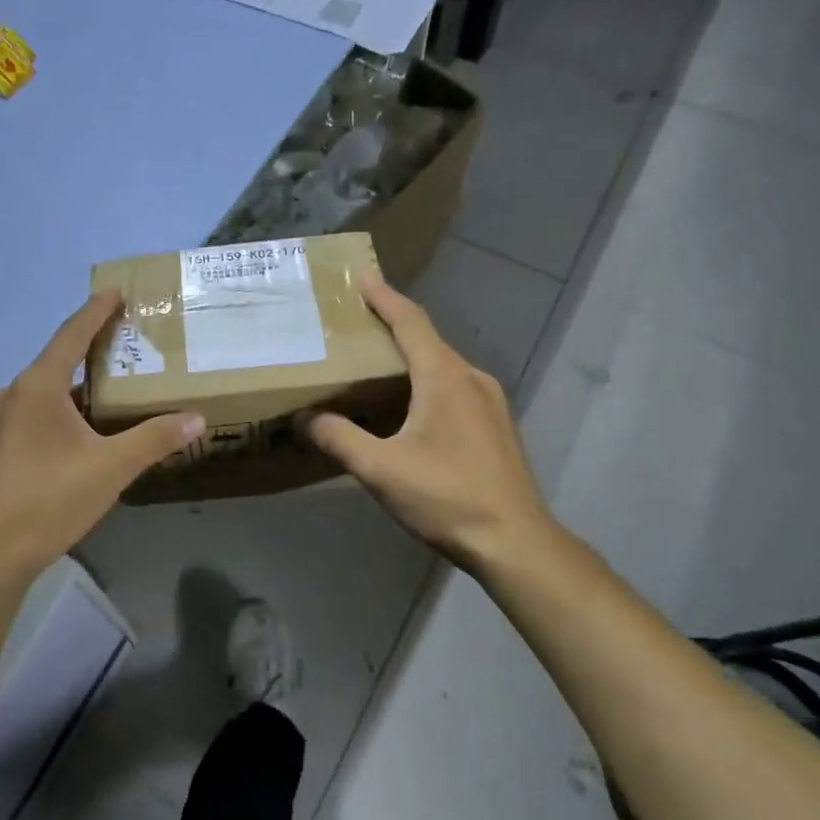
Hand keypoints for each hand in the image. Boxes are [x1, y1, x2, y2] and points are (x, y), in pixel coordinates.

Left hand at [0, 290, 203, 583]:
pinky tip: (81, 434)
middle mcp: (11, 395)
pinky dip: (61, 412)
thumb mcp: (111, 468)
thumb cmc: (49, 500)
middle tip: (126, 344)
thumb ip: (154, 439)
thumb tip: (196, 417)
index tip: (115, 290)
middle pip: (57, 362)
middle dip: (91, 351)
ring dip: (77, 387)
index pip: (71, 335)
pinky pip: (34, 416)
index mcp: (36, 387)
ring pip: (45, 393)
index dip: (96, 311)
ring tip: (112, 390)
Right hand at [301, 274, 552, 570]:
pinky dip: (426, 384)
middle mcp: (472, 379)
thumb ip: (338, 438)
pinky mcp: (496, 427)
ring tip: (374, 366)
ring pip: (442, 368)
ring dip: (409, 360)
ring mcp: (491, 403)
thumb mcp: (381, 469)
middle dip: (391, 328)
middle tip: (355, 325)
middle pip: (427, 341)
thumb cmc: (447, 497)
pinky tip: (408, 409)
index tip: (361, 276)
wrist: (516, 543)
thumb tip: (303, 418)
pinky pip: (454, 389)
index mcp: (445, 377)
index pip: (410, 322)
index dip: (384, 297)